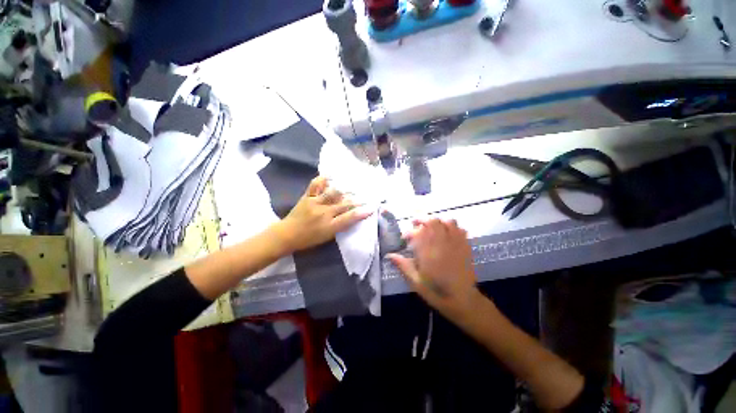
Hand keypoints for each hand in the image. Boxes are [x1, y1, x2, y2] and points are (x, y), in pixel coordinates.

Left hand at [274, 176, 372, 252]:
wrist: (287, 235)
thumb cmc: (308, 239)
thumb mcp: (326, 237)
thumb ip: (339, 226)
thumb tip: (351, 216)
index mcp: (329, 226)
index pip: (349, 218)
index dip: (361, 213)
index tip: (371, 209)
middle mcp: (324, 213)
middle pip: (344, 205)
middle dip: (357, 201)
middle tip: (365, 198)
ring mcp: (315, 203)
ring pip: (333, 193)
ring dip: (344, 190)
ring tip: (352, 187)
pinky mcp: (307, 197)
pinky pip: (315, 185)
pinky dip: (323, 179)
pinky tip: (330, 175)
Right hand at [388, 219, 481, 318]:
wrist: (462, 301)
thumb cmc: (436, 292)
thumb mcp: (415, 281)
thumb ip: (403, 265)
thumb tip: (389, 255)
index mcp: (428, 253)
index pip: (417, 233)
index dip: (409, 232)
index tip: (404, 238)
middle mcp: (442, 244)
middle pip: (433, 221)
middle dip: (422, 219)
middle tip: (415, 224)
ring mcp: (455, 244)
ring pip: (448, 222)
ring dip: (437, 221)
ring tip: (431, 227)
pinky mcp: (465, 246)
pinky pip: (460, 229)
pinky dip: (452, 227)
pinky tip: (447, 232)